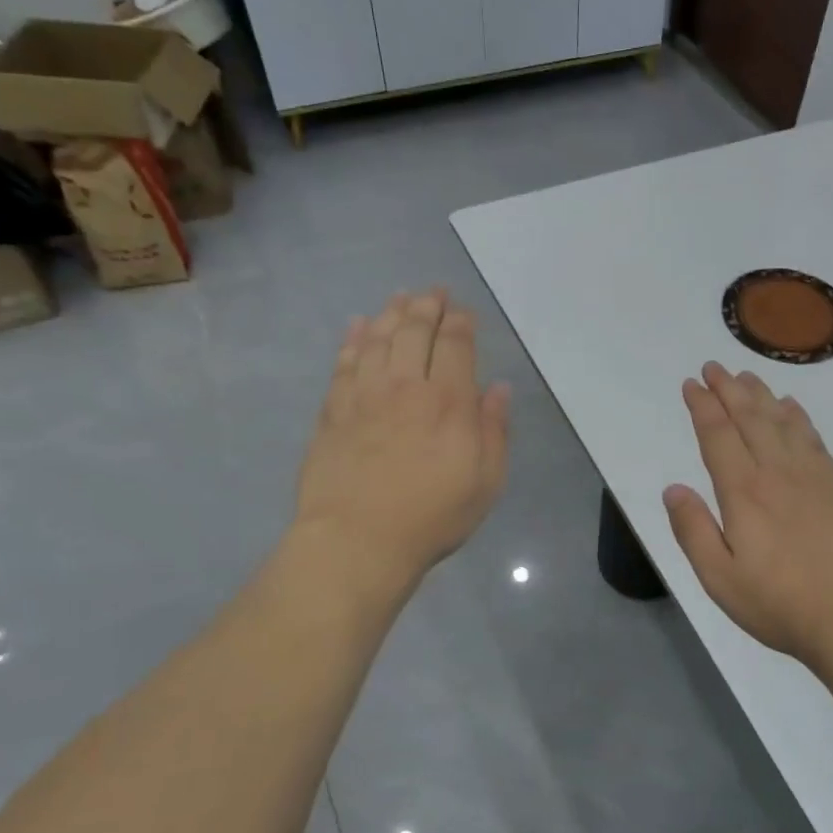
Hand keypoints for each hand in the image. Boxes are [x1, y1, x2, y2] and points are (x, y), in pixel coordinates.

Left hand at [295, 289, 510, 582]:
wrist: (357, 541)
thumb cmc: (432, 515)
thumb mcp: (486, 480)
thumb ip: (494, 429)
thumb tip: (499, 388)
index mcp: (449, 402)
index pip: (456, 345)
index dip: (460, 322)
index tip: (463, 310)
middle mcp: (407, 386)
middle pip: (415, 331)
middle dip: (427, 307)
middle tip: (433, 292)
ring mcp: (365, 396)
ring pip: (378, 339)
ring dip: (391, 314)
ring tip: (400, 297)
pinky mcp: (333, 411)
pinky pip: (344, 363)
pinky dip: (353, 339)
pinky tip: (358, 325)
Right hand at [662, 362, 832, 668]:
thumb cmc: (782, 603)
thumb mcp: (721, 579)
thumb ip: (693, 531)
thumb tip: (673, 488)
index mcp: (743, 492)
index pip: (717, 436)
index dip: (702, 406)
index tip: (692, 384)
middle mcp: (776, 472)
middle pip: (749, 418)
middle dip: (728, 389)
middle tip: (714, 367)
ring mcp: (811, 476)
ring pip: (781, 421)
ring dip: (761, 395)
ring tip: (746, 376)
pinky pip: (812, 438)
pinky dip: (797, 416)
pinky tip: (791, 408)